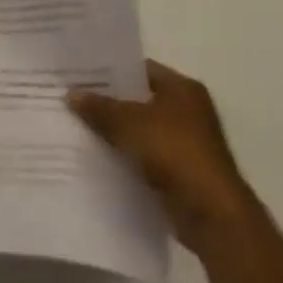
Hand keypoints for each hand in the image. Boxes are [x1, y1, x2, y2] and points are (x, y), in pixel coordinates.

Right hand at [69, 61, 261, 254]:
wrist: (211, 213)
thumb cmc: (173, 153)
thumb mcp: (128, 123)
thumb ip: (99, 107)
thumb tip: (71, 94)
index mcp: (182, 89)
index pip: (139, 69)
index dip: (109, 71)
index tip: (79, 75)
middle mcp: (188, 110)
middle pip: (139, 99)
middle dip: (108, 102)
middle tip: (72, 99)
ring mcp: (186, 142)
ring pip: (140, 128)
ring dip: (115, 130)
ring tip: (77, 126)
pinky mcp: (180, 169)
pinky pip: (144, 153)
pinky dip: (125, 154)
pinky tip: (96, 155)